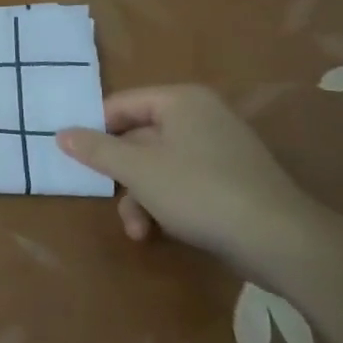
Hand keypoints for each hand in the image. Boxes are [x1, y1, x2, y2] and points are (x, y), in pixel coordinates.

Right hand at [58, 85, 321, 269]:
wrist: (282, 241)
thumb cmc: (200, 191)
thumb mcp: (137, 170)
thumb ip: (96, 149)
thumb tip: (60, 133)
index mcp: (180, 101)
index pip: (121, 105)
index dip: (95, 130)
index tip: (77, 158)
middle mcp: (201, 116)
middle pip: (139, 138)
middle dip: (121, 176)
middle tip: (105, 199)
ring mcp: (220, 149)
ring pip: (159, 165)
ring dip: (141, 198)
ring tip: (137, 231)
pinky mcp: (233, 181)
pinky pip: (184, 182)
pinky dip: (167, 203)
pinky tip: (161, 232)